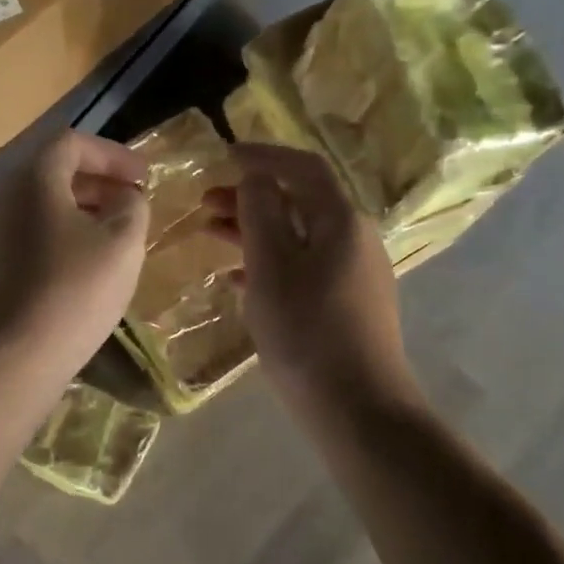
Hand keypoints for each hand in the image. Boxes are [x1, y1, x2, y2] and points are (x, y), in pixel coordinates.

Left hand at [0, 129, 149, 395]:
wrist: (7, 360)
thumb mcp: (121, 244)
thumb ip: (132, 207)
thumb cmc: (71, 292)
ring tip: (119, 235)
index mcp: (34, 178)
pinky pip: (36, 233)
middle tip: (135, 202)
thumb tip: (125, 197)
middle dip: (101, 181)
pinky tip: (90, 266)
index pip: (73, 143)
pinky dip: (67, 235)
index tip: (145, 177)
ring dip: (85, 210)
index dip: (113, 154)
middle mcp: (6, 196)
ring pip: (46, 205)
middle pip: (56, 171)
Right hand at [203, 144, 423, 418]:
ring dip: (255, 227)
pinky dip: (267, 261)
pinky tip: (235, 276)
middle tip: (206, 199)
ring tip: (211, 231)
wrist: (356, 408)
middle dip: (252, 194)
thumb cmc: (306, 331)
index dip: (263, 155)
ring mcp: (351, 273)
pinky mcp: (344, 303)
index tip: (223, 155)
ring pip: (297, 235)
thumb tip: (255, 176)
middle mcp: (353, 238)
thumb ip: (261, 213)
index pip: (303, 168)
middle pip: (299, 200)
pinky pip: (301, 266)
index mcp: (341, 221)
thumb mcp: (272, 266)